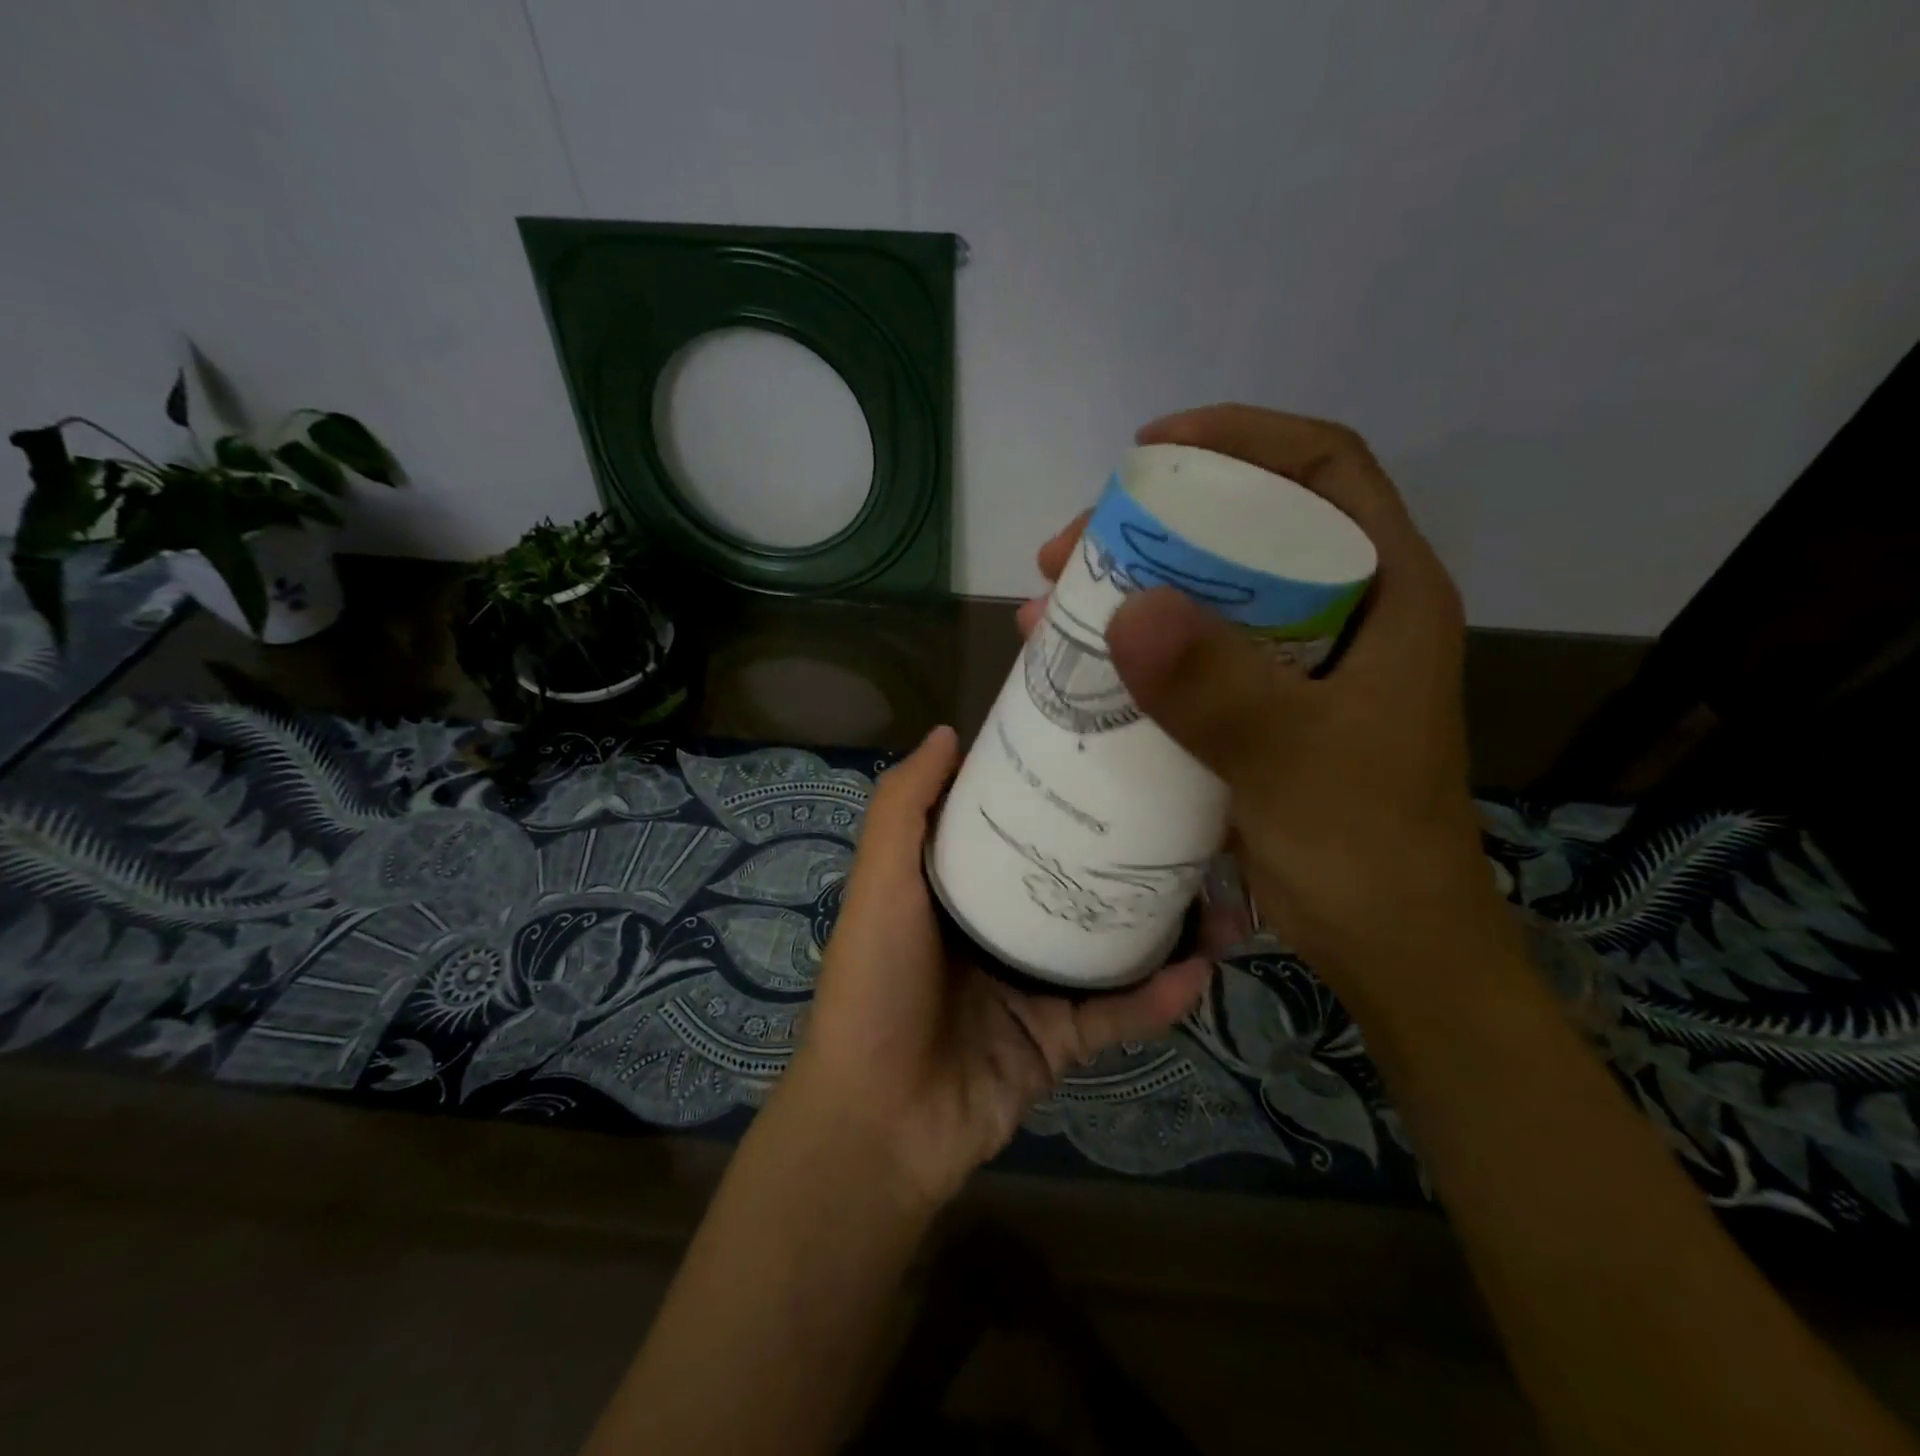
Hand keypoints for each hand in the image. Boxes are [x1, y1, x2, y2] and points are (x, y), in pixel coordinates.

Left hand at [782, 726, 1214, 1208]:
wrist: (880, 1122)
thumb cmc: (876, 985)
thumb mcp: (880, 883)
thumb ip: (903, 809)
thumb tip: (948, 733)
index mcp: (957, 887)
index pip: (1013, 826)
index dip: (1053, 793)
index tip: (1108, 757)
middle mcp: (997, 928)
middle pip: (1073, 882)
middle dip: (1127, 858)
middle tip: (1190, 828)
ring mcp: (1032, 986)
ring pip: (1108, 946)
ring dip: (1164, 927)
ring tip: (1223, 899)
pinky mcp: (1059, 1041)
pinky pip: (1117, 1013)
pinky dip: (1158, 997)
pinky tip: (1202, 969)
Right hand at [1023, 405, 1509, 1012]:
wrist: (1384, 946)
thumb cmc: (1367, 850)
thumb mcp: (1297, 763)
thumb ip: (1221, 690)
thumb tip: (1128, 609)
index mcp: (1385, 594)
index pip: (1321, 471)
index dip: (1241, 439)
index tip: (1151, 450)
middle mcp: (1339, 615)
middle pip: (1242, 531)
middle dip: (1149, 526)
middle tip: (1066, 549)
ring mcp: (1292, 666)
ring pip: (1202, 596)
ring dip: (1124, 591)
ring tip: (1049, 606)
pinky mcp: (1253, 711)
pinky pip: (1184, 658)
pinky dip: (1127, 654)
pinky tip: (1071, 664)